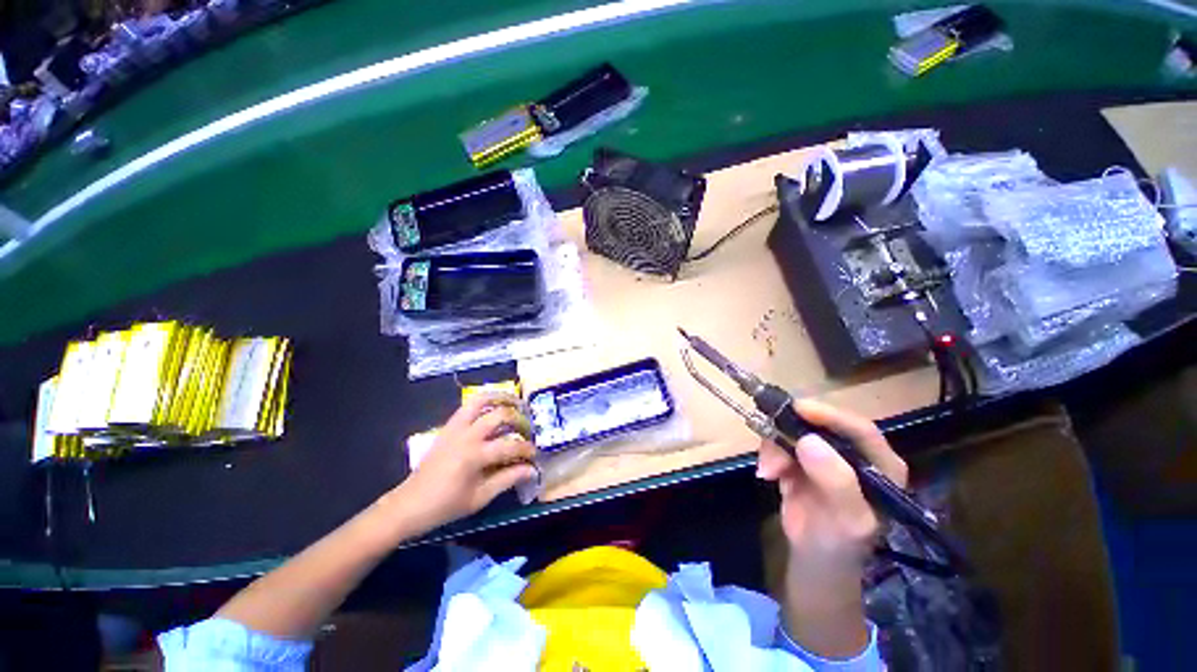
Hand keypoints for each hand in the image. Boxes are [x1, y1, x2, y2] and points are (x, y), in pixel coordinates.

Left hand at [389, 392, 537, 531]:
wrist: (409, 504)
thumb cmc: (446, 505)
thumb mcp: (480, 497)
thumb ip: (507, 479)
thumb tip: (531, 470)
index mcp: (474, 455)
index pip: (509, 446)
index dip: (526, 449)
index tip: (535, 454)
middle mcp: (466, 435)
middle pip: (499, 415)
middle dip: (518, 418)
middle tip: (527, 426)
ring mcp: (455, 428)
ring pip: (480, 401)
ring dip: (500, 398)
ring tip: (514, 402)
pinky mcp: (448, 427)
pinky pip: (468, 406)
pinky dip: (484, 402)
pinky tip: (493, 408)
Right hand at [756, 398, 906, 657]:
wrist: (812, 559)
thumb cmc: (840, 544)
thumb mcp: (846, 519)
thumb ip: (836, 481)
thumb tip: (808, 440)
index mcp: (881, 465)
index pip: (860, 430)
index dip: (830, 415)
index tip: (798, 409)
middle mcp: (853, 453)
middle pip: (822, 424)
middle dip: (792, 432)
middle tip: (772, 443)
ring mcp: (824, 454)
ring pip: (794, 430)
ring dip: (776, 446)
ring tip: (768, 472)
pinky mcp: (799, 458)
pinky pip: (779, 441)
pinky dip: (769, 453)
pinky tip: (768, 474)